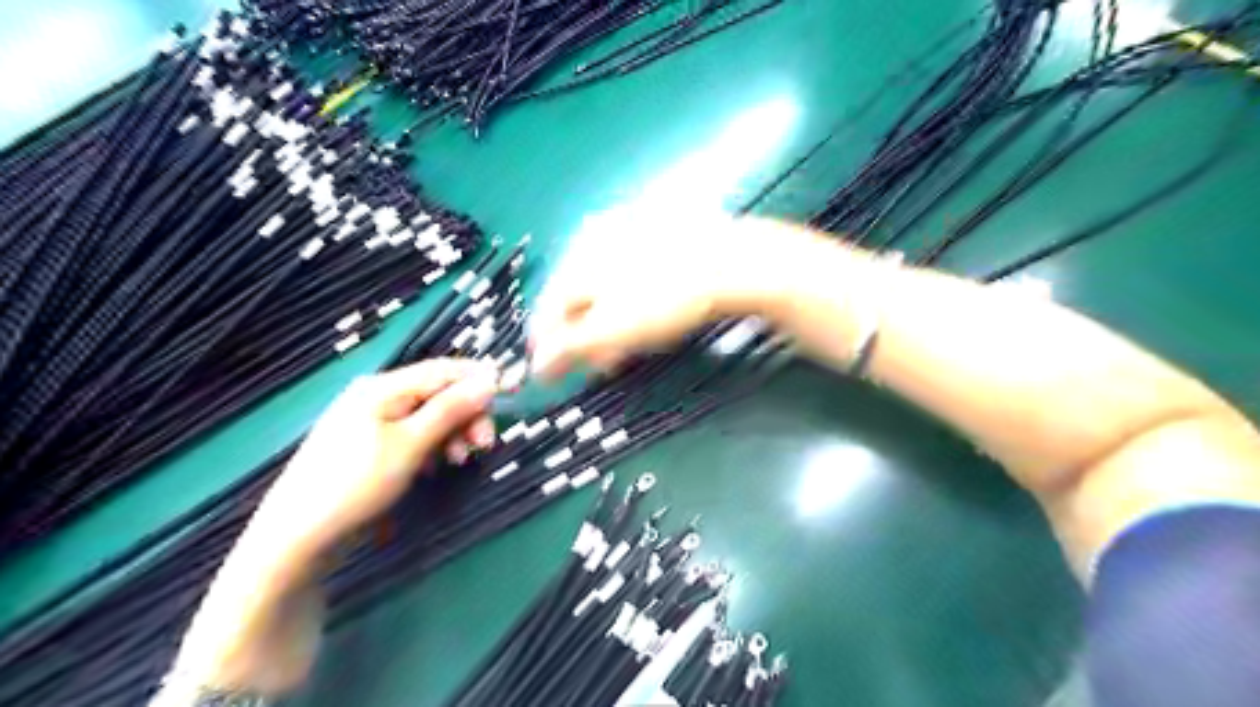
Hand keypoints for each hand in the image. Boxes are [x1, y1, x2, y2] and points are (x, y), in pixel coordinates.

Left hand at [249, 359, 499, 564]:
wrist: (298, 537)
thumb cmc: (356, 484)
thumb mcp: (411, 445)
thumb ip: (450, 409)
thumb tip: (489, 380)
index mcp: (383, 387)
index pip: (443, 370)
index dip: (478, 380)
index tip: (510, 396)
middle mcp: (378, 397)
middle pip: (438, 393)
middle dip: (466, 414)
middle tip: (485, 444)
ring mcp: (372, 422)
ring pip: (429, 416)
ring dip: (452, 433)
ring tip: (460, 460)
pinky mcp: (371, 446)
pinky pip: (414, 435)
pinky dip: (433, 446)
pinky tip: (436, 466)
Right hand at [529, 205, 774, 381]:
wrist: (729, 261)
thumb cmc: (663, 299)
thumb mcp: (610, 330)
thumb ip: (569, 348)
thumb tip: (536, 367)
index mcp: (575, 261)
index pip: (546, 311)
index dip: (545, 346)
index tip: (549, 373)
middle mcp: (593, 241)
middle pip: (575, 299)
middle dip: (580, 336)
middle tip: (593, 365)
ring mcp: (625, 233)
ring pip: (603, 288)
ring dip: (605, 323)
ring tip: (620, 350)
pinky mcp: (656, 235)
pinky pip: (629, 276)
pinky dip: (628, 303)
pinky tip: (643, 320)